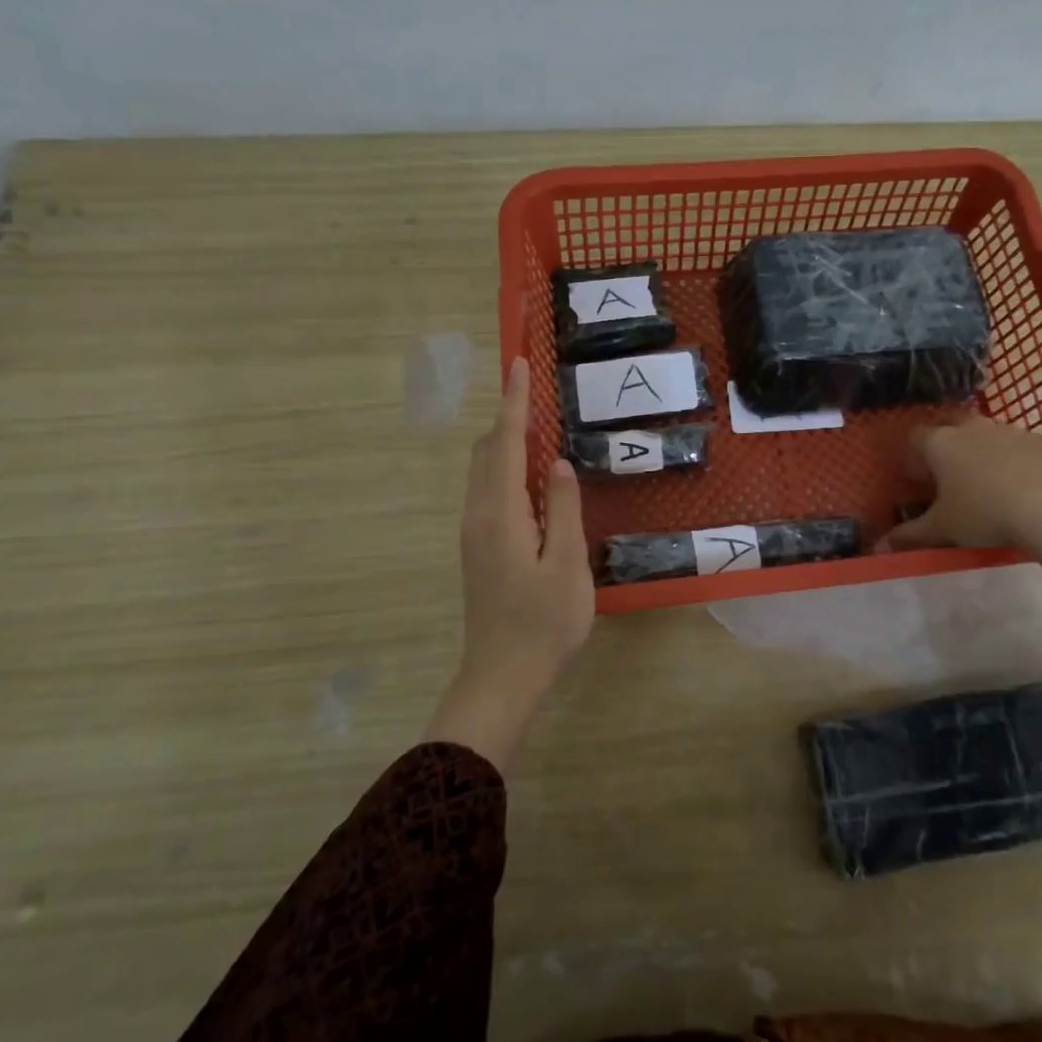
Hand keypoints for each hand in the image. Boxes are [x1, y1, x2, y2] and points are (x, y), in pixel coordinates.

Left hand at [426, 357, 593, 766]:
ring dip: (505, 443)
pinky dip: (505, 468)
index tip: (519, 365)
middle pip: (486, 451)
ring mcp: (474, 533)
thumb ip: (563, 509)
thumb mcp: (567, 564)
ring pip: (483, 472)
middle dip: (507, 417)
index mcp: (500, 512)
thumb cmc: (543, 622)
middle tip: (535, 393)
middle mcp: (478, 514)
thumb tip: (558, 463)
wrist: (502, 676)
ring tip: (537, 428)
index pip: (505, 443)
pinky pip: (488, 491)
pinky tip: (531, 479)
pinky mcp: (479, 548)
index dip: (514, 403)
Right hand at [878, 415, 1041, 590]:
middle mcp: (971, 428)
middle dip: (945, 444)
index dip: (911, 455)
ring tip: (985, 481)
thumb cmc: (984, 513)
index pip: (914, 437)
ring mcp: (1009, 431)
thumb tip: (879, 546)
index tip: (913, 477)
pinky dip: (1015, 460)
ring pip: (986, 434)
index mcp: (940, 444)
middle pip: (950, 425)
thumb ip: (910, 535)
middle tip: (947, 474)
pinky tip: (1021, 485)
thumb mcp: (942, 529)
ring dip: (981, 450)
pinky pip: (1019, 446)